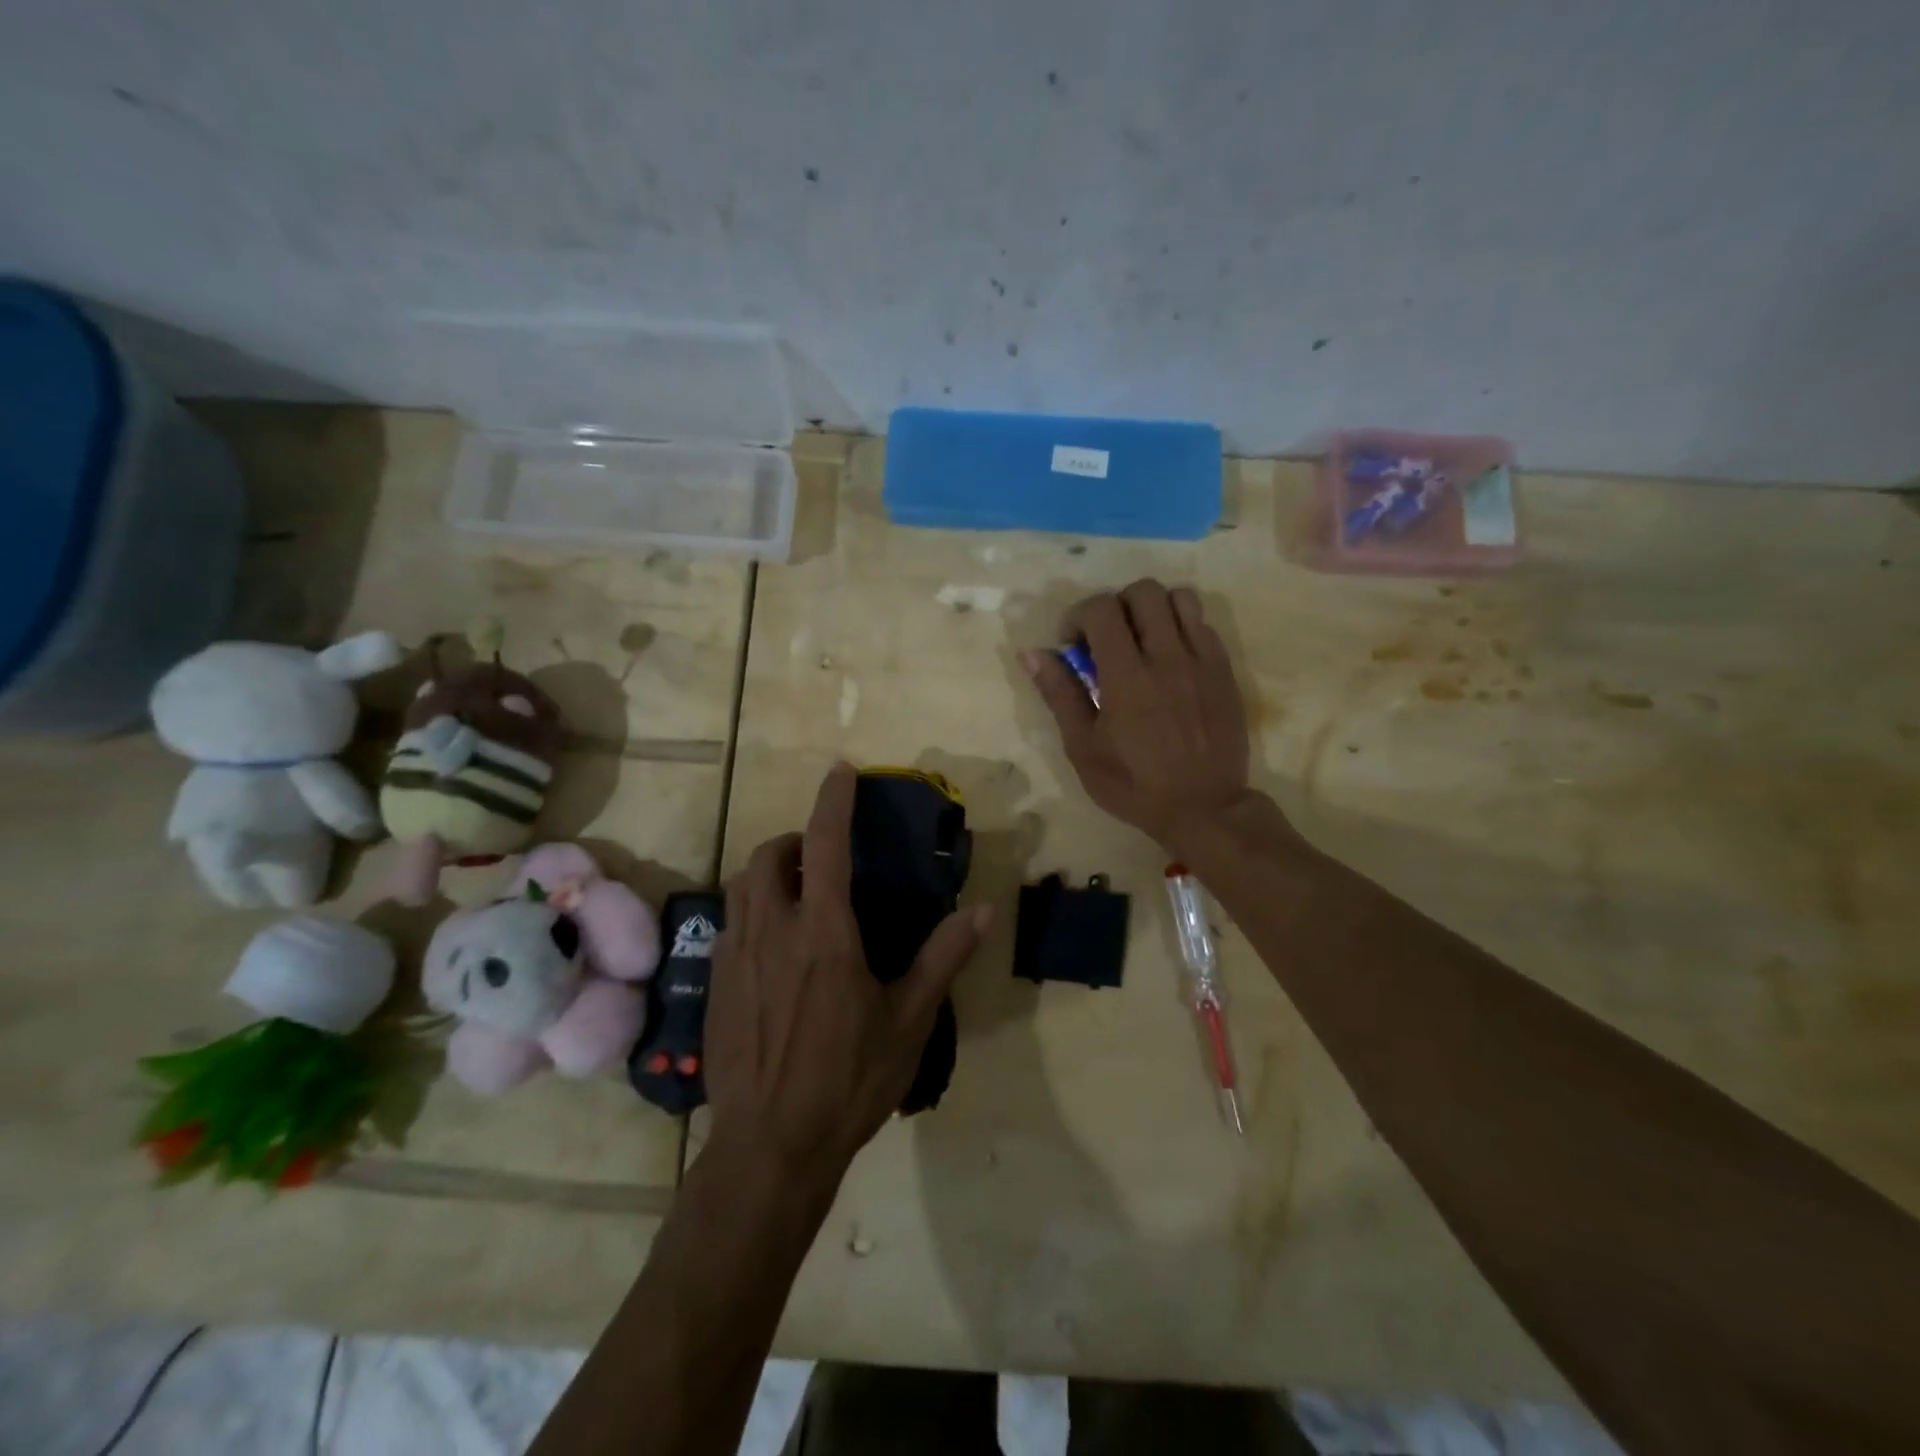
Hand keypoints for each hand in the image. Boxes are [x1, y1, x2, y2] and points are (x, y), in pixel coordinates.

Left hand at [705, 763, 991, 1175]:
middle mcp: (774, 930)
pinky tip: (774, 946)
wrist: (770, 1146)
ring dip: (769, 871)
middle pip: (769, 855)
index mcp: (824, 933)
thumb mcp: (909, 1020)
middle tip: (822, 858)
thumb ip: (943, 957)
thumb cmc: (848, 1080)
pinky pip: (731, 923)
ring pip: (742, 885)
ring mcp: (737, 956)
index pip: (826, 845)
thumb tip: (984, 911)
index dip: (833, 800)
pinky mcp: (717, 983)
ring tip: (798, 893)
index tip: (840, 770)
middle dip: (794, 840)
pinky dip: (753, 909)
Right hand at [1024, 579, 1254, 852]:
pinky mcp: (1224, 671)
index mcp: (1126, 676)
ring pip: (1180, 598)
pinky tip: (1170, 659)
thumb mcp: (1083, 748)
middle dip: (1116, 605)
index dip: (1078, 616)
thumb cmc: (1133, 784)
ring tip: (1142, 640)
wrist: (1203, 808)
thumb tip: (1033, 653)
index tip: (1073, 645)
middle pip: (1143, 591)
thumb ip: (1060, 694)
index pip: (1101, 609)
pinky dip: (1181, 628)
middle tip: (1107, 639)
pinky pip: (1204, 624)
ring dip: (1154, 609)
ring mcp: (1202, 661)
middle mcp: (1167, 656)